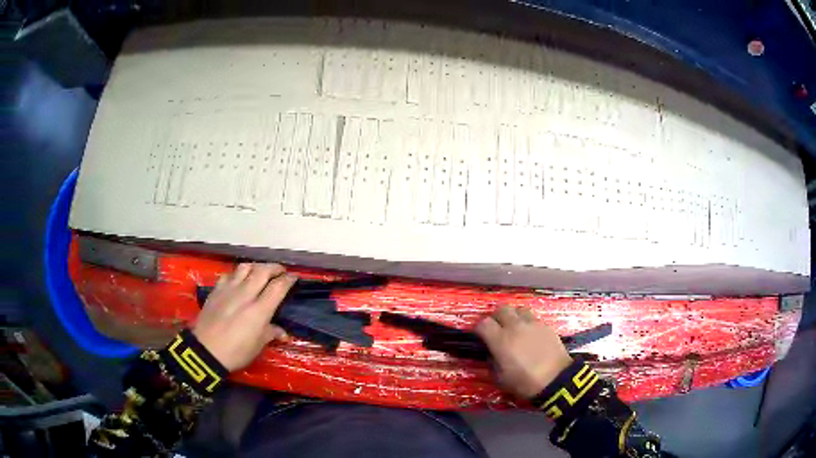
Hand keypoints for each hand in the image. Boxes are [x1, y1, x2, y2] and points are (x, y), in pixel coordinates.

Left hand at [193, 263, 295, 371]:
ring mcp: (229, 289)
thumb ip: (270, 333)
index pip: (278, 287)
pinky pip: (229, 275)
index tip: (294, 277)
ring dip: (256, 267)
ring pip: (245, 267)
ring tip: (260, 272)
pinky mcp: (216, 290)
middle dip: (274, 268)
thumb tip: (282, 332)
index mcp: (260, 309)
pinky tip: (237, 280)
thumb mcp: (257, 346)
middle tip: (280, 271)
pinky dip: (237, 274)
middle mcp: (246, 294)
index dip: (288, 279)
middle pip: (263, 271)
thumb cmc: (236, 352)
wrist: (206, 350)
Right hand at [475, 305, 572, 398]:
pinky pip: (533, 318)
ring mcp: (533, 324)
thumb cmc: (525, 382)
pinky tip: (530, 335)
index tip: (481, 337)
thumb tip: (492, 353)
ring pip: (518, 309)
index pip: (483, 323)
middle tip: (497, 329)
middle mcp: (515, 326)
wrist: (556, 380)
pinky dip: (528, 323)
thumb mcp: (500, 378)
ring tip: (515, 328)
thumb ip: (492, 362)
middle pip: (501, 309)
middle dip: (496, 317)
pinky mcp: (546, 326)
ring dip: (514, 316)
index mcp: (500, 340)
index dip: (479, 329)